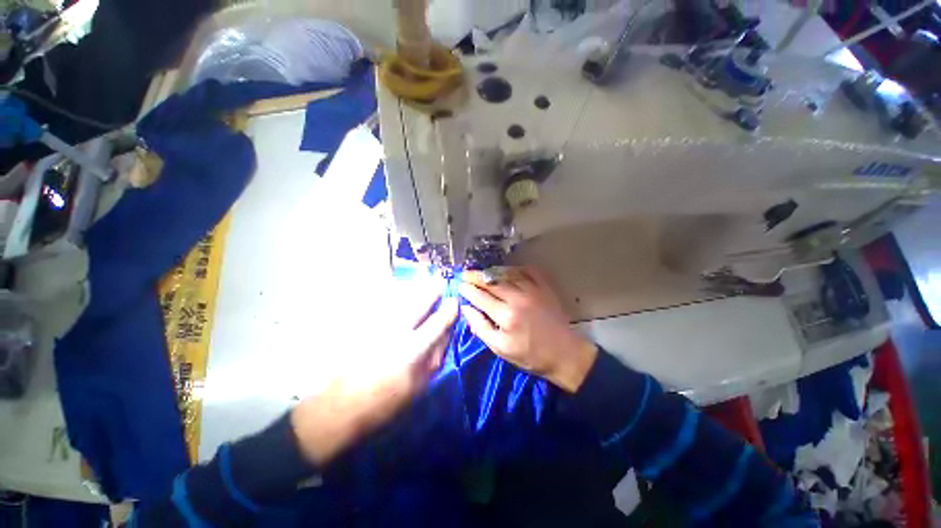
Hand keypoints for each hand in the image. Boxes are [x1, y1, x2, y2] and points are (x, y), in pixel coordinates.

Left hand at [291, 280, 458, 465]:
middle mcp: (395, 333)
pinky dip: (395, 296)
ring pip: (400, 300)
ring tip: (424, 280)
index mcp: (412, 351)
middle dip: (431, 290)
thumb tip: (447, 333)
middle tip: (439, 281)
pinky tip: (400, 292)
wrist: (340, 407)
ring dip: (415, 289)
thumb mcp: (419, 386)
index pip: (437, 323)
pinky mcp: (363, 326)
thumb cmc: (385, 402)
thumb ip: (435, 357)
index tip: (454, 302)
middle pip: (418, 304)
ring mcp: (377, 327)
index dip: (449, 311)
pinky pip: (384, 305)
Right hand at [458, 267, 597, 392]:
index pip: (481, 297)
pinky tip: (508, 270)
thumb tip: (466, 309)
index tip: (459, 285)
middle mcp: (518, 298)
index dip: (468, 290)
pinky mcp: (544, 288)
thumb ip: (481, 327)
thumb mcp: (500, 349)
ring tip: (481, 272)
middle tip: (465, 274)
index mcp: (506, 315)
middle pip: (491, 282)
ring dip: (492, 272)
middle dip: (476, 277)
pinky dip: (516, 269)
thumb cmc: (530, 355)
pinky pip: (528, 271)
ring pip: (507, 274)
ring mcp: (533, 290)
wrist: (564, 354)